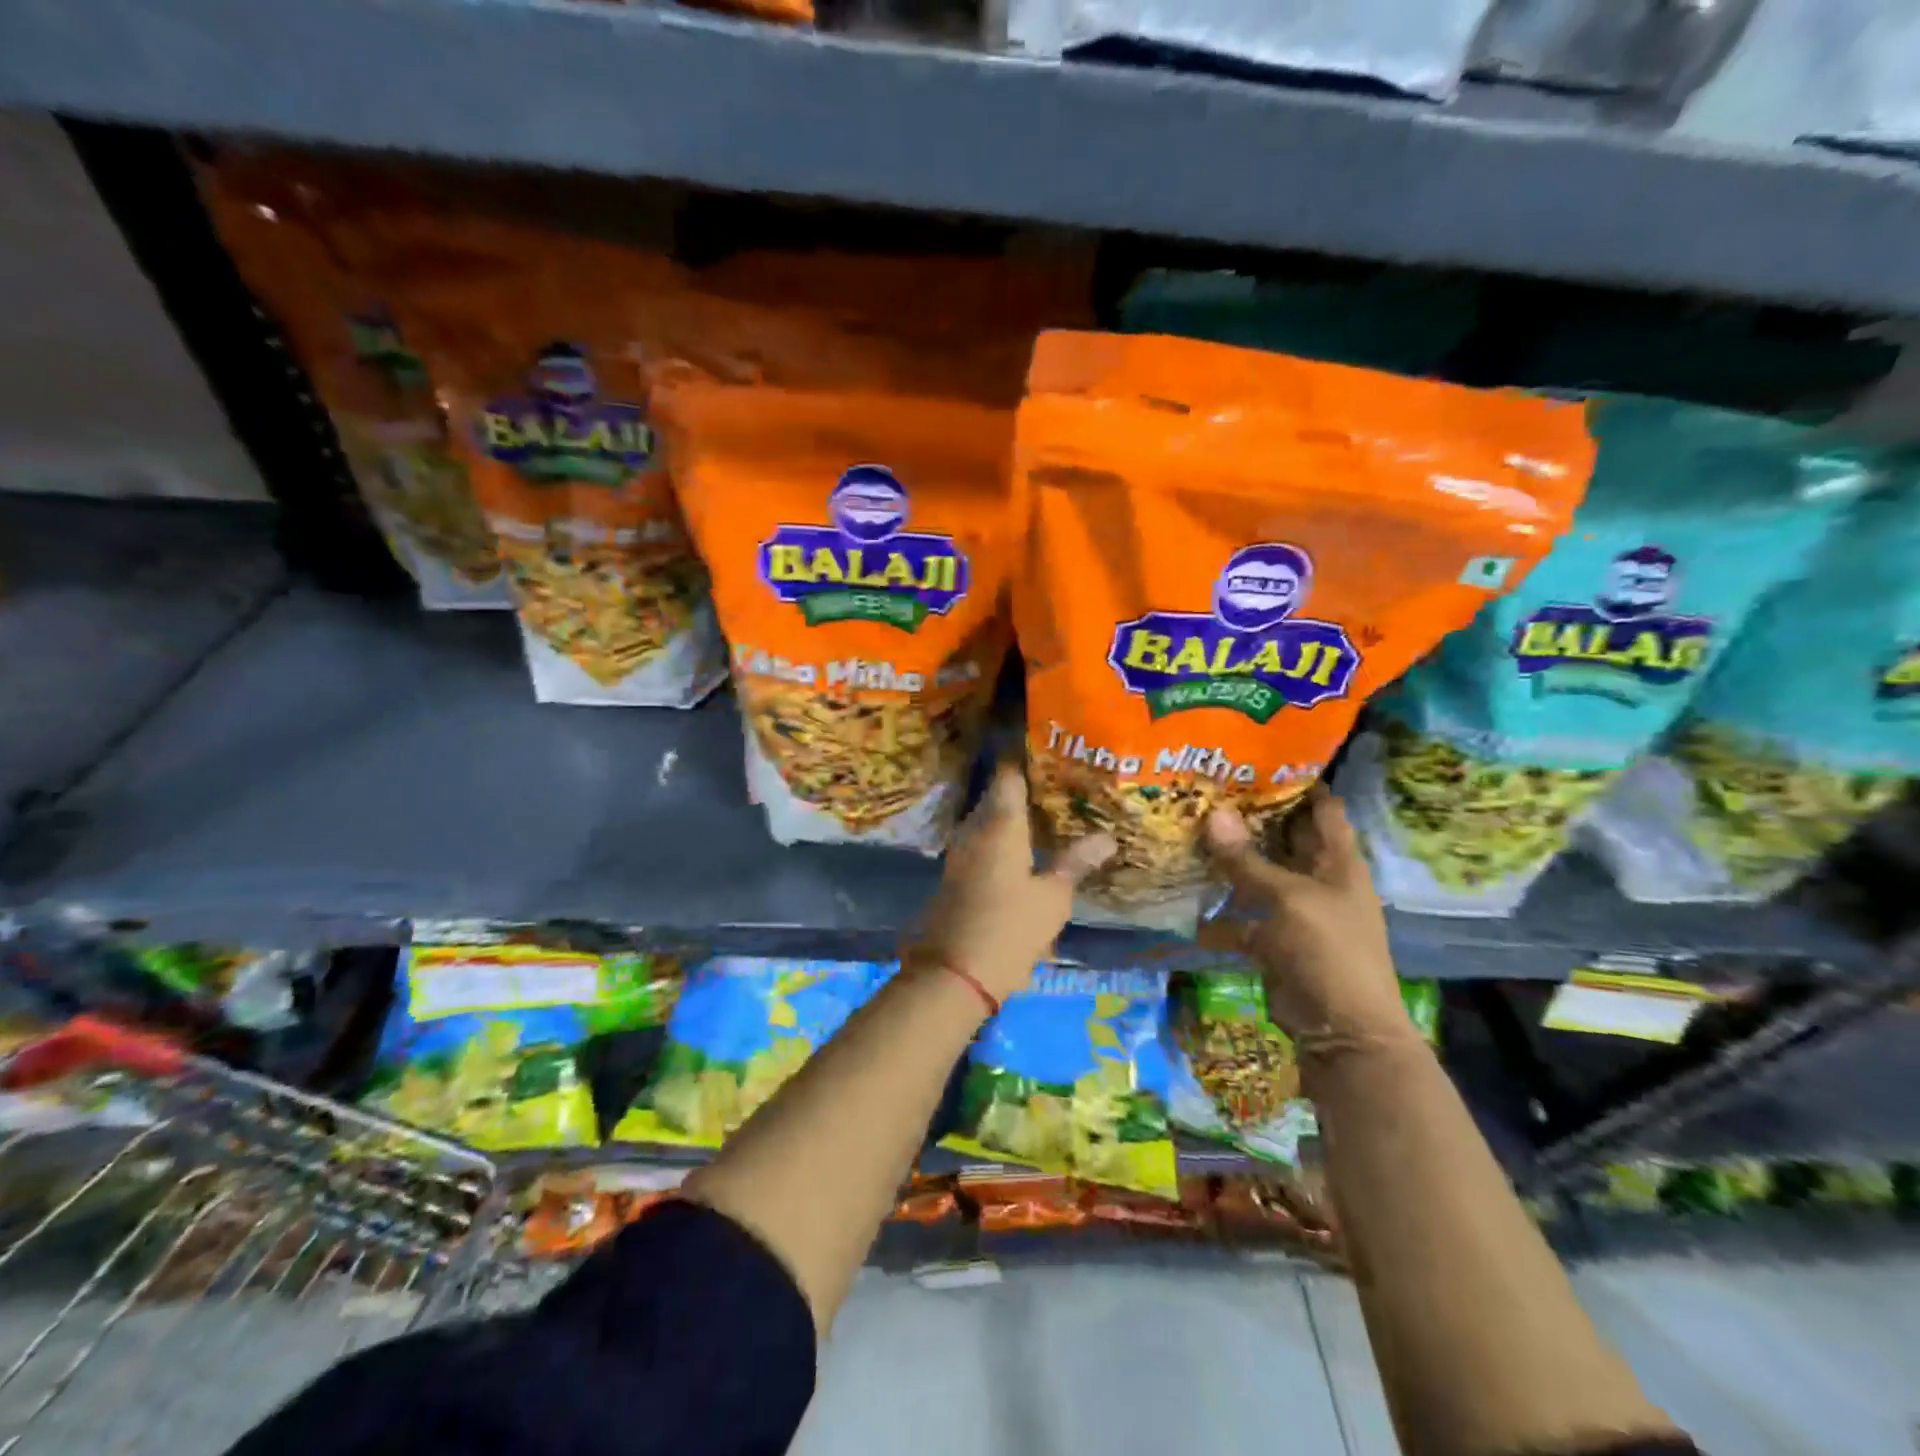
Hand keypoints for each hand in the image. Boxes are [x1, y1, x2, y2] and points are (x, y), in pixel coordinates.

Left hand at [909, 763, 1115, 1003]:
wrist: (953, 974)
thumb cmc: (1009, 929)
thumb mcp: (1052, 898)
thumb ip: (1075, 863)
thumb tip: (1106, 838)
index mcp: (1000, 824)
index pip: (1008, 776)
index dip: (1024, 760)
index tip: (1048, 753)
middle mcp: (974, 830)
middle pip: (996, 797)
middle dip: (1022, 790)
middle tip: (1057, 788)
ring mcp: (958, 853)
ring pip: (986, 821)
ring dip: (1009, 817)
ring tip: (1043, 817)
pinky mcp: (953, 876)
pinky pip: (978, 844)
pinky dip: (998, 840)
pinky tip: (1020, 852)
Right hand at [1204, 785, 1409, 1042]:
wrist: (1343, 1032)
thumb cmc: (1329, 951)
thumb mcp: (1287, 899)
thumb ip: (1247, 860)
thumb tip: (1211, 812)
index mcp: (1339, 862)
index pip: (1322, 808)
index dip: (1296, 782)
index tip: (1255, 759)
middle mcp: (1320, 880)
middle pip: (1285, 838)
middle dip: (1251, 817)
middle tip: (1206, 790)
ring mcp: (1297, 911)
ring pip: (1260, 876)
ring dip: (1230, 861)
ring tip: (1188, 831)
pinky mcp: (1275, 941)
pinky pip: (1244, 917)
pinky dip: (1220, 912)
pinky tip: (1187, 899)